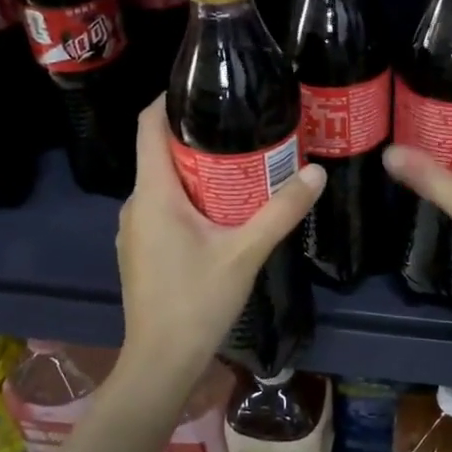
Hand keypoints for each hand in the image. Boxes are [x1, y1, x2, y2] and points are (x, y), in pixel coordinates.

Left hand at [115, 99, 325, 401]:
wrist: (160, 363)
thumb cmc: (196, 302)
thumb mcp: (245, 253)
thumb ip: (281, 211)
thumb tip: (316, 174)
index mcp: (153, 193)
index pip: (148, 126)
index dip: (169, 99)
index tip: (205, 88)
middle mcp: (136, 204)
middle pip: (160, 152)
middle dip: (198, 136)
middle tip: (243, 128)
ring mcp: (134, 230)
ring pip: (164, 183)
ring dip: (197, 171)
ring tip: (241, 166)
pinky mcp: (141, 250)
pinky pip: (163, 208)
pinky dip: (190, 199)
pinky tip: (222, 212)